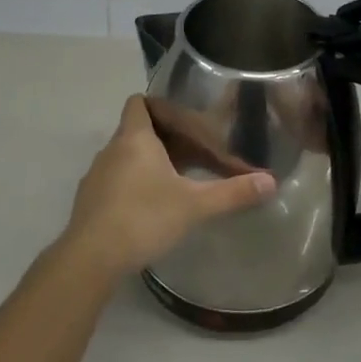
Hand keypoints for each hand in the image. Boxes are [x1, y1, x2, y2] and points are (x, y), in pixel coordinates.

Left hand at [61, 96, 275, 276]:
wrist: (91, 258)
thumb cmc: (143, 218)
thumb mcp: (195, 205)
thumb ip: (232, 192)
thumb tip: (271, 182)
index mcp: (134, 138)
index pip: (139, 102)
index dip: (158, 105)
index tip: (183, 121)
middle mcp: (111, 150)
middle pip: (135, 130)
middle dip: (163, 139)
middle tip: (192, 156)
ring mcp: (96, 176)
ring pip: (125, 157)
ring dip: (147, 164)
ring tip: (175, 183)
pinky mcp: (89, 201)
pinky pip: (114, 181)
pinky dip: (132, 186)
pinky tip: (150, 209)